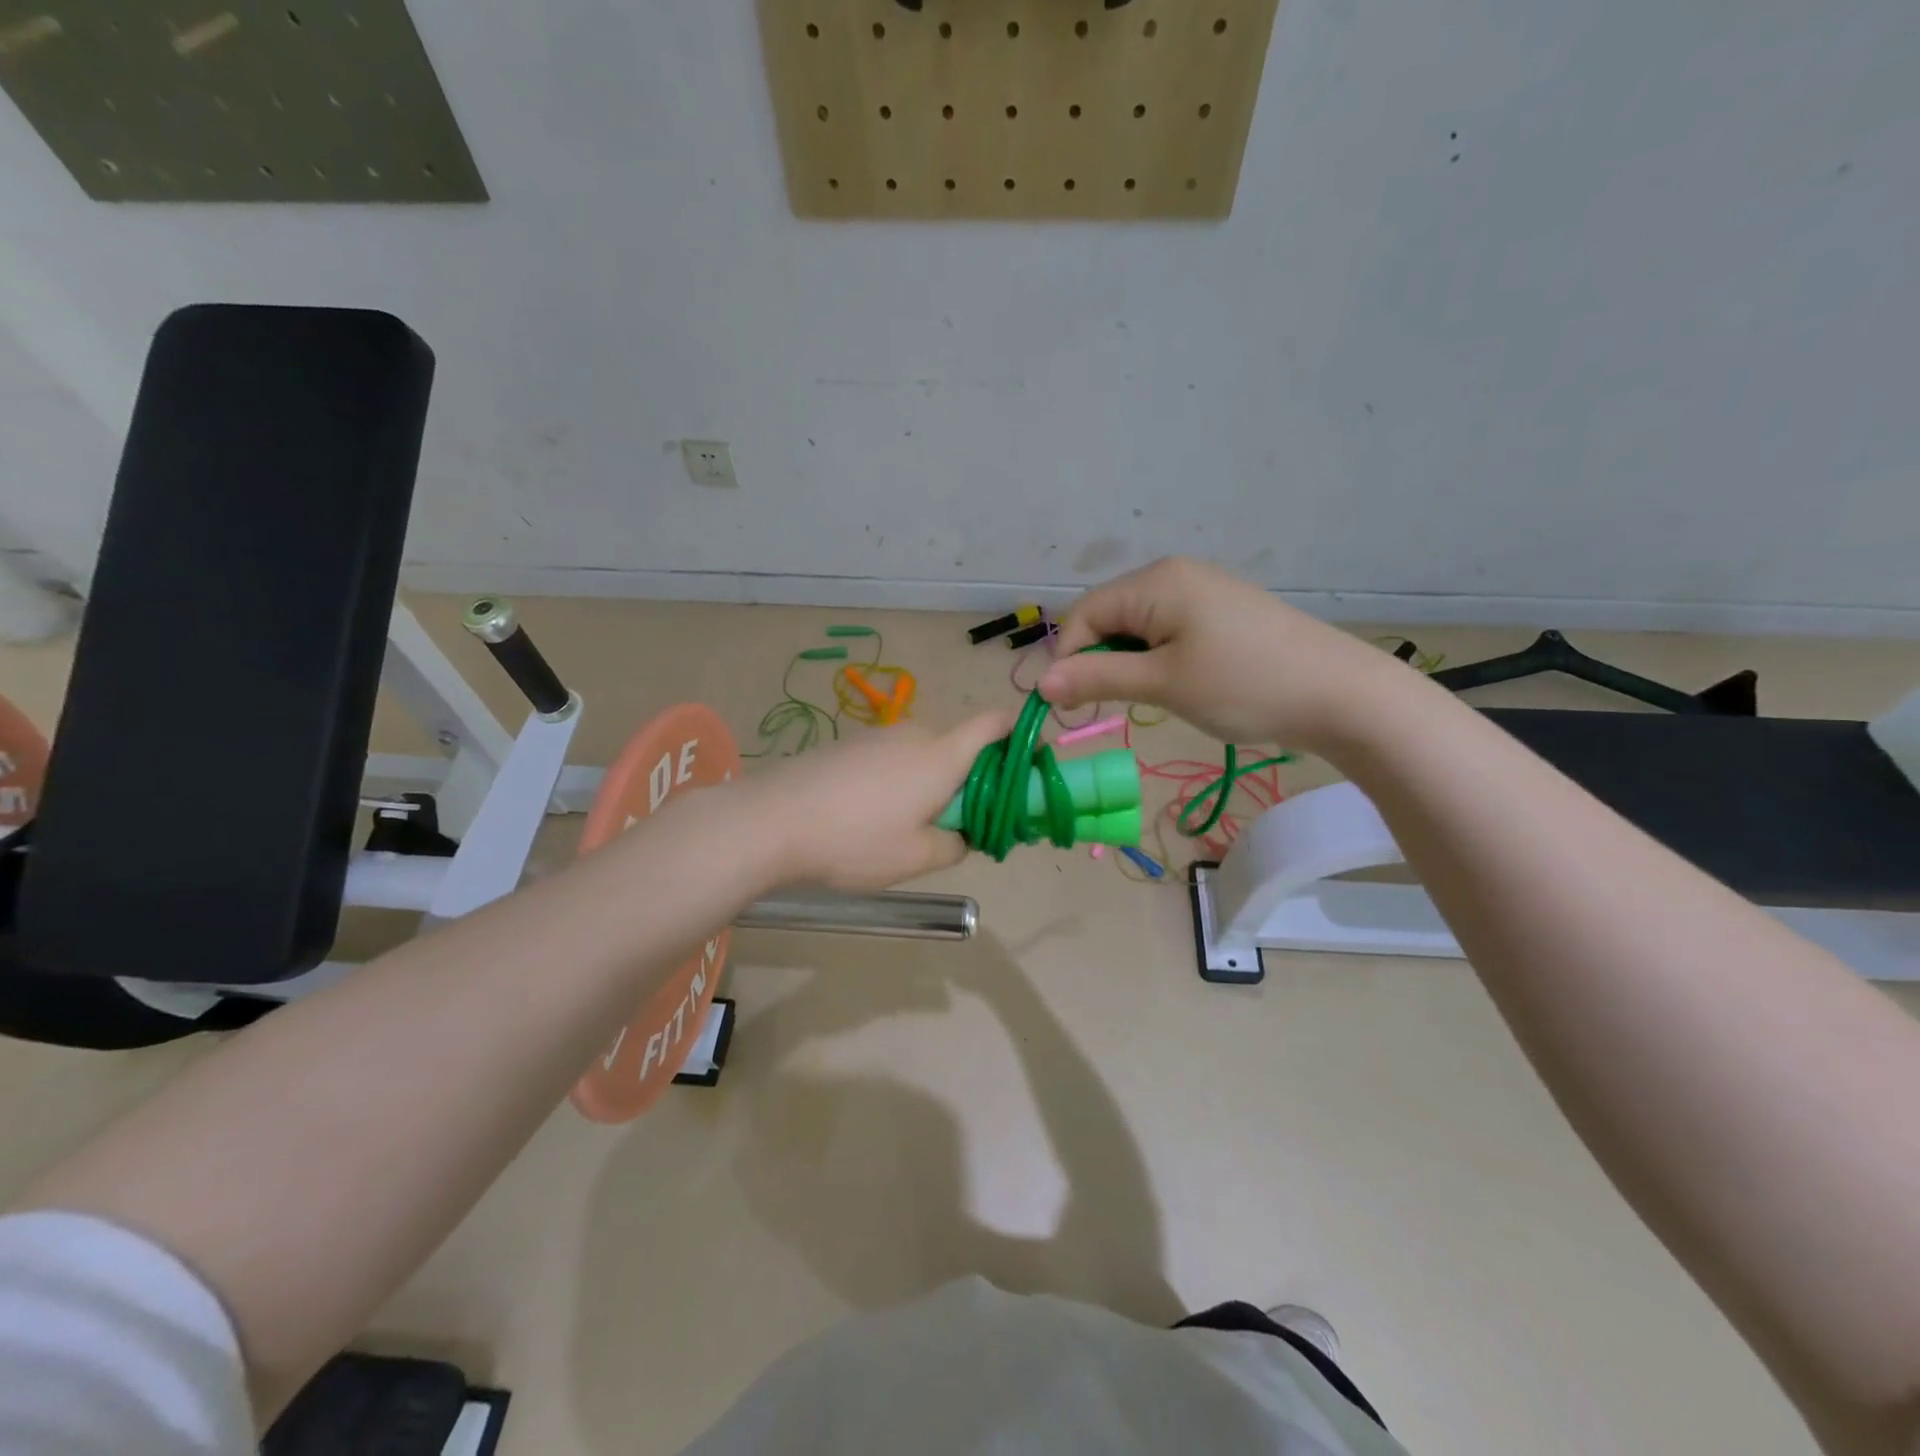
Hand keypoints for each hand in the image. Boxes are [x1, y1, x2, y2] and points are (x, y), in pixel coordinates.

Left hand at [744, 712, 1015, 890]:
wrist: (770, 821)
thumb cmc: (855, 841)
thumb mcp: (917, 858)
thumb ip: (956, 844)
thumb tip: (962, 833)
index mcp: (942, 755)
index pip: (995, 723)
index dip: (1018, 737)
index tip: (1024, 770)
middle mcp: (914, 734)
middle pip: (960, 745)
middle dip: (972, 778)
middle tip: (962, 823)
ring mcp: (877, 736)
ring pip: (924, 754)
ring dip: (932, 782)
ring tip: (909, 827)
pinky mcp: (848, 746)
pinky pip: (892, 758)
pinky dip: (900, 781)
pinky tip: (871, 817)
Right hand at [1039, 557, 1410, 750]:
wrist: (1339, 694)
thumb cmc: (1243, 685)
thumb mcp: (1162, 683)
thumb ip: (1098, 679)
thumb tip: (1041, 683)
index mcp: (1155, 582)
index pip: (1084, 615)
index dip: (1068, 659)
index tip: (1067, 707)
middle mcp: (1173, 576)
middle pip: (1107, 617)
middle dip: (1096, 662)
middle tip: (1104, 708)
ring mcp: (1200, 592)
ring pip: (1136, 627)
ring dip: (1125, 663)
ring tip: (1143, 698)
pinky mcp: (1220, 613)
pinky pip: (1166, 631)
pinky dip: (1154, 659)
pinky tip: (1172, 684)